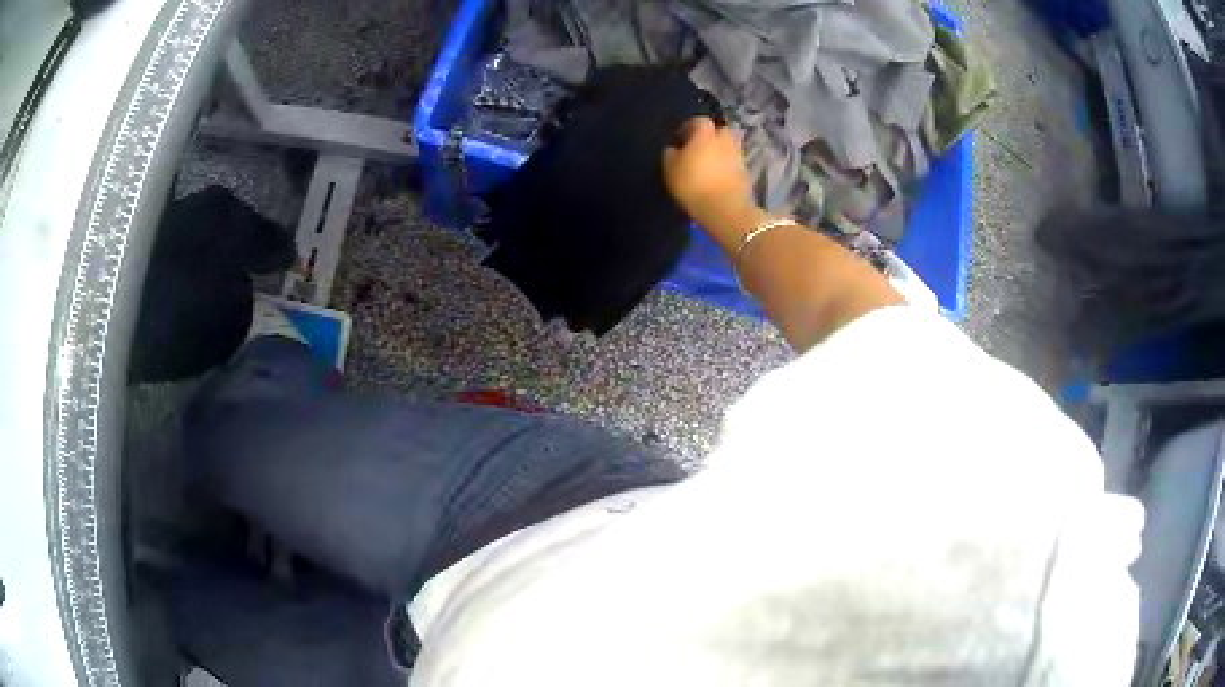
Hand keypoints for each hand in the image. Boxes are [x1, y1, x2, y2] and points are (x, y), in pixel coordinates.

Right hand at [662, 118, 755, 229]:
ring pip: (729, 146)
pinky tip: (718, 176)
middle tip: (699, 148)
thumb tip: (674, 149)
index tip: (681, 139)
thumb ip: (670, 154)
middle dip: (711, 136)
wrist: (724, 207)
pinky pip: (734, 162)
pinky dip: (727, 165)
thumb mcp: (670, 168)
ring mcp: (738, 154)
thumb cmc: (692, 183)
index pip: (699, 121)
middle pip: (720, 130)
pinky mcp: (746, 171)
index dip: (689, 128)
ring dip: (721, 151)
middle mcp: (725, 139)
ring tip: (710, 163)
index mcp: (705, 133)